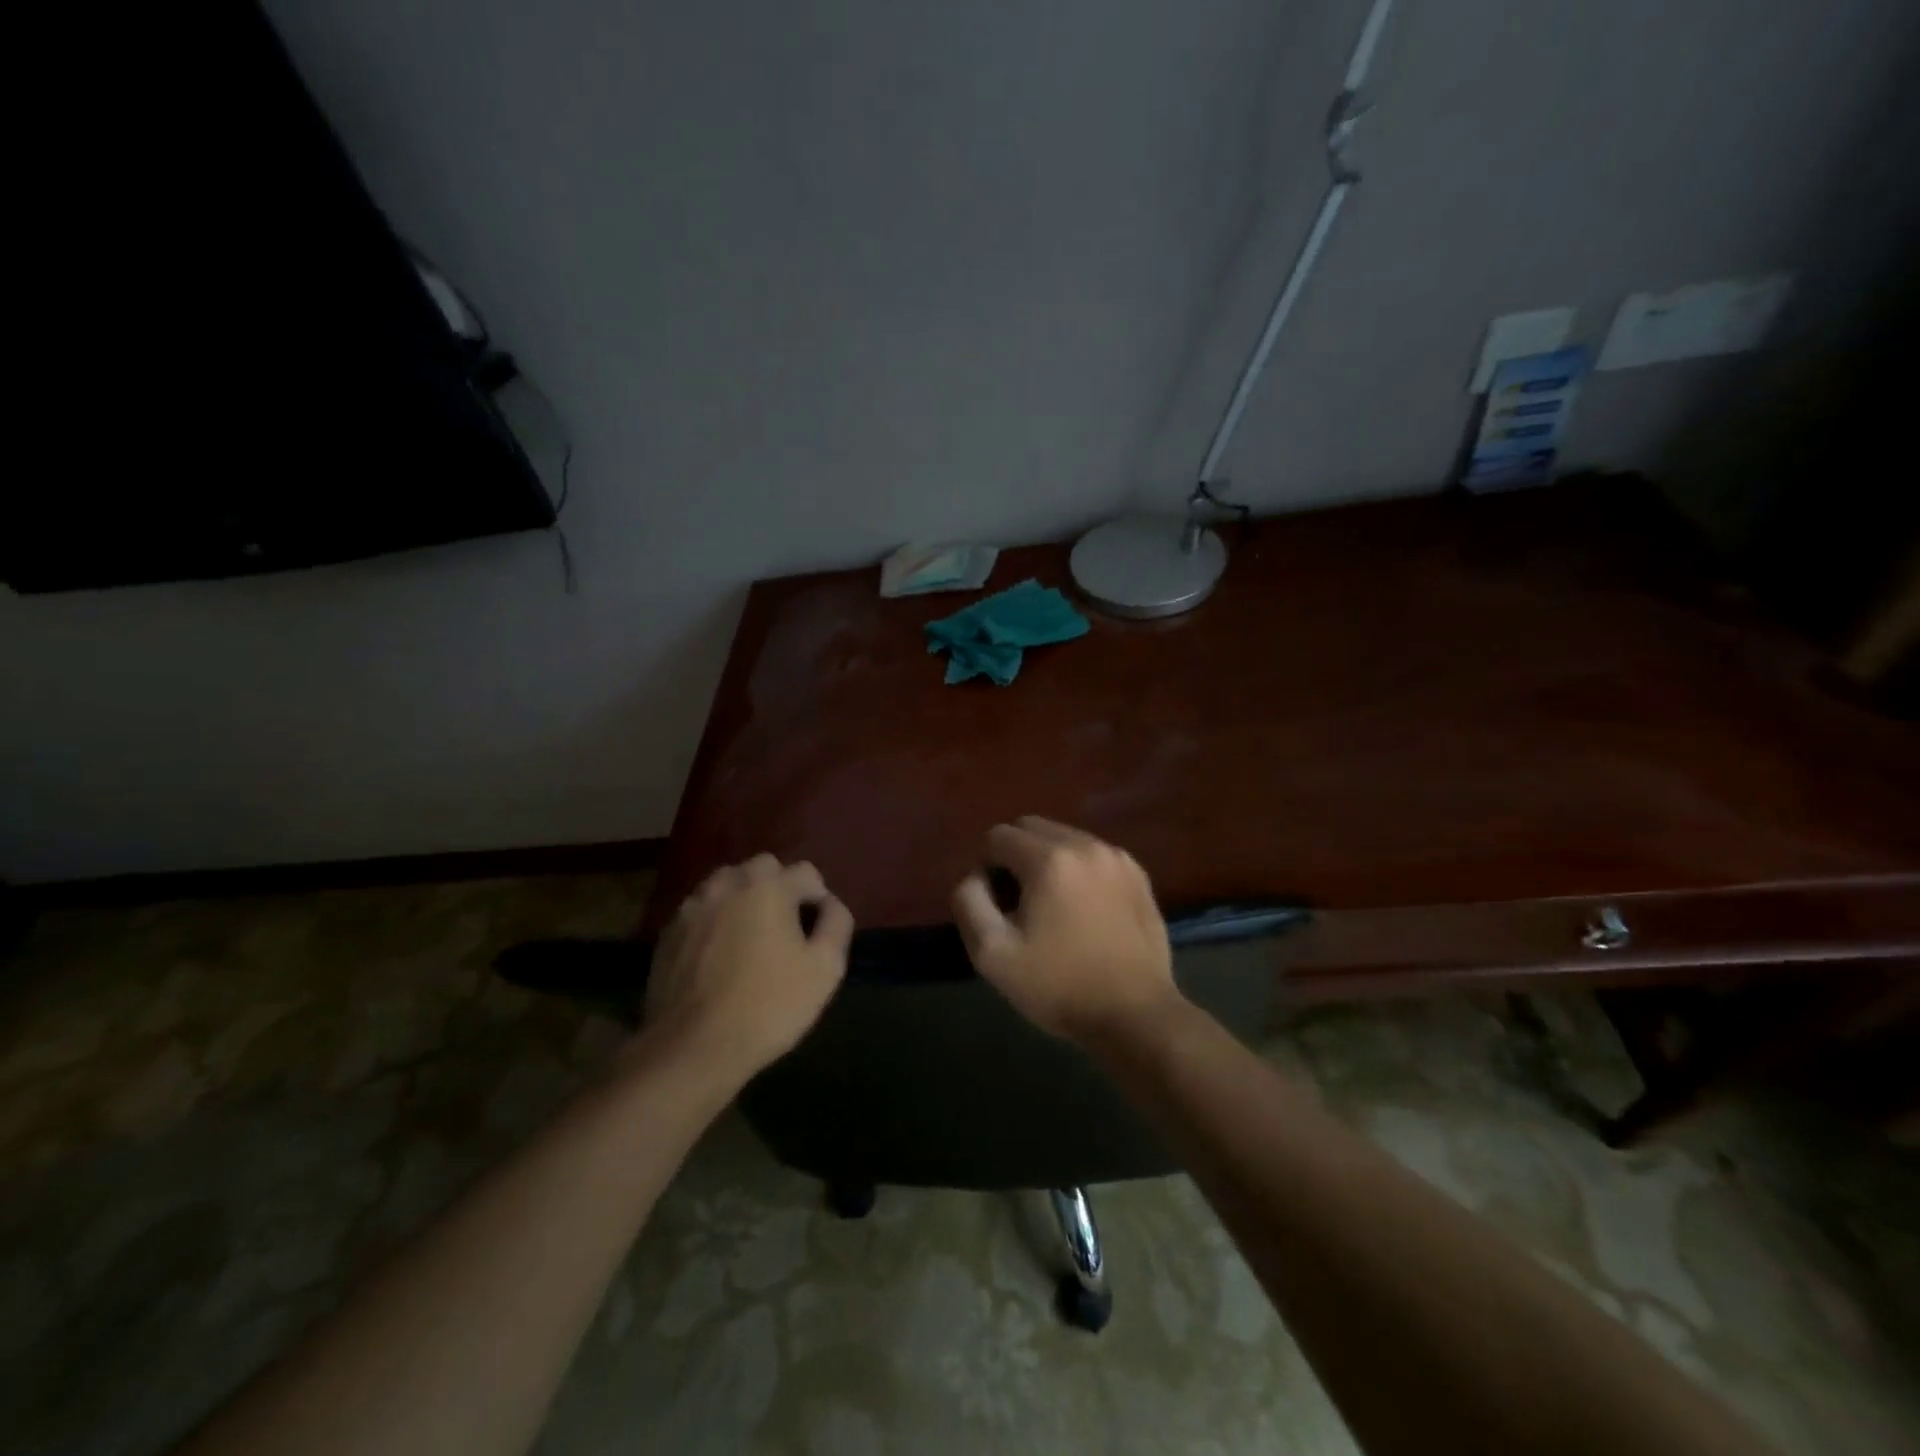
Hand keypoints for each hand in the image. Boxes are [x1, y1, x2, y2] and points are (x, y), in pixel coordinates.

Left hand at [644, 854, 853, 1078]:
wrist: (693, 1048)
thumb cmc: (768, 1005)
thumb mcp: (825, 968)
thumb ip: (836, 923)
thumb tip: (829, 904)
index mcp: (768, 886)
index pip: (806, 873)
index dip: (818, 899)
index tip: (816, 932)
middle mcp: (728, 883)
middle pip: (763, 869)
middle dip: (778, 888)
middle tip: (784, 929)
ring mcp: (692, 906)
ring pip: (727, 885)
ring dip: (743, 900)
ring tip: (749, 939)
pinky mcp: (668, 932)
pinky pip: (701, 912)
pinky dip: (715, 922)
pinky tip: (719, 957)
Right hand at [951, 817, 1178, 1044]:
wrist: (1136, 1015)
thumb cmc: (1059, 986)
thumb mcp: (993, 954)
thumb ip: (969, 903)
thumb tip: (975, 876)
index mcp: (1049, 859)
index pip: (997, 836)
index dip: (986, 868)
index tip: (997, 907)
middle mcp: (1085, 844)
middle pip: (1031, 827)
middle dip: (1015, 856)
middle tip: (1019, 904)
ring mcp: (1116, 857)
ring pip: (1064, 838)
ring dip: (1047, 860)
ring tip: (1052, 907)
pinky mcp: (1138, 874)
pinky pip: (1093, 855)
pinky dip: (1078, 870)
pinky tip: (1083, 910)